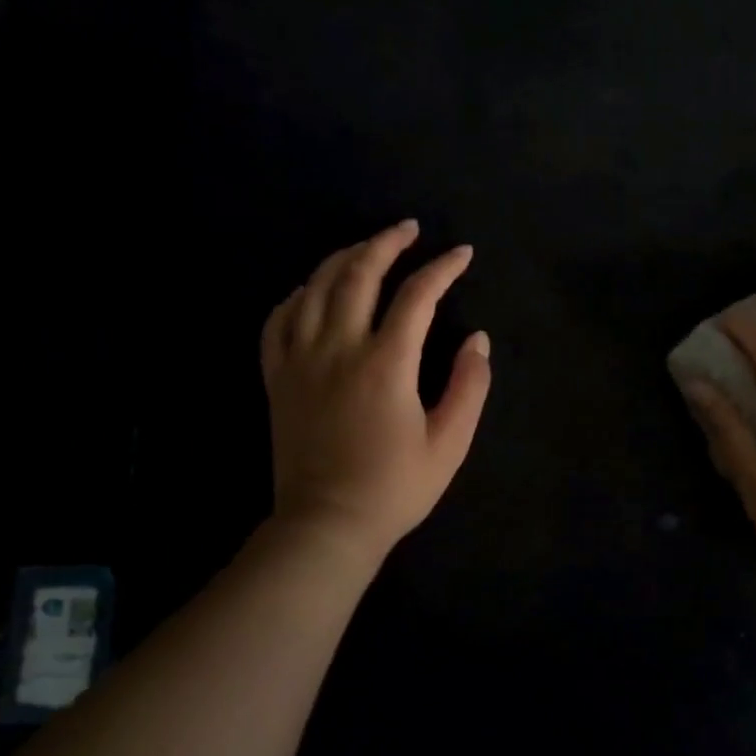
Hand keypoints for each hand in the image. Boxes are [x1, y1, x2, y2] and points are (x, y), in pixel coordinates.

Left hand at [259, 220, 491, 564]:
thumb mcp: (450, 442)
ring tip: (366, 247)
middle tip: (409, 229)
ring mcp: (301, 361)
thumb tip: (478, 339)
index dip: (443, 269)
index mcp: (386, 364)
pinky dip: (296, 295)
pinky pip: (278, 320)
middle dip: (387, 243)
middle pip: (358, 274)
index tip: (463, 254)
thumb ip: (470, 386)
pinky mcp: (277, 378)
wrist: (327, 526)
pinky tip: (311, 290)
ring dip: (344, 258)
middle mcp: (339, 349)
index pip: (417, 296)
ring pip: (315, 288)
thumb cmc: (395, 488)